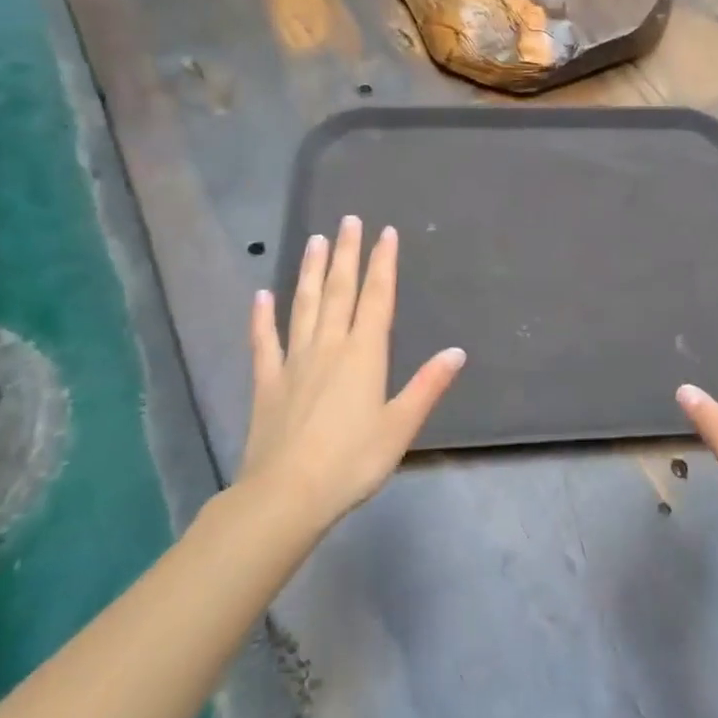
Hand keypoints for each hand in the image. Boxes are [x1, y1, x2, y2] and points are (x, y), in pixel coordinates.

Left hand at [236, 216, 465, 537]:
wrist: (285, 496)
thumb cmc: (352, 461)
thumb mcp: (400, 426)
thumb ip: (428, 386)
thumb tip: (456, 351)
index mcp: (364, 354)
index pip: (376, 298)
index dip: (383, 264)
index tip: (386, 232)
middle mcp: (329, 347)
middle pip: (340, 291)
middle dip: (347, 254)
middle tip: (349, 220)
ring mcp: (294, 361)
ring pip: (304, 305)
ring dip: (311, 272)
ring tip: (314, 240)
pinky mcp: (267, 382)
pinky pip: (264, 341)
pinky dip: (262, 317)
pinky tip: (261, 296)